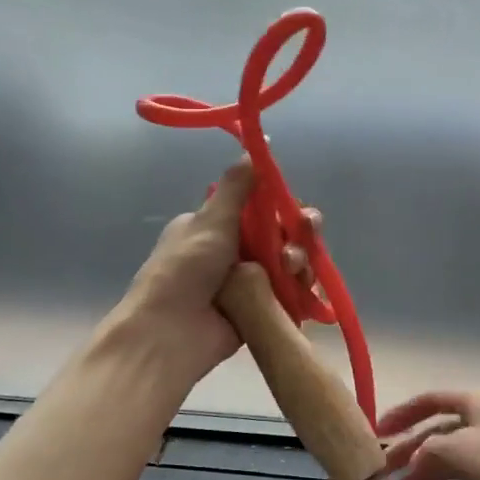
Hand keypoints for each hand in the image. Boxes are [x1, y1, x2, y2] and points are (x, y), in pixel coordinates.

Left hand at [117, 158, 318, 384]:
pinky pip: (289, 295)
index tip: (296, 210)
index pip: (261, 210)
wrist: (170, 333)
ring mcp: (247, 284)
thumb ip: (237, 186)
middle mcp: (233, 252)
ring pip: (288, 265)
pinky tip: (309, 288)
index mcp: (216, 227)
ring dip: (299, 261)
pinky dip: (302, 290)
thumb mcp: (210, 220)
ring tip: (293, 268)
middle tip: (307, 233)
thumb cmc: (185, 270)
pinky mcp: (259, 311)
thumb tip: (256, 146)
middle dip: (298, 234)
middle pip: (280, 237)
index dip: (283, 208)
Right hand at [379, 389, 479, 479]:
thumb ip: (430, 452)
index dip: (402, 413)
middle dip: (408, 454)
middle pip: (438, 436)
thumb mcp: (466, 450)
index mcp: (478, 404)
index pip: (431, 400)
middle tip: (380, 476)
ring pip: (453, 468)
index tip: (376, 432)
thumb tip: (412, 462)